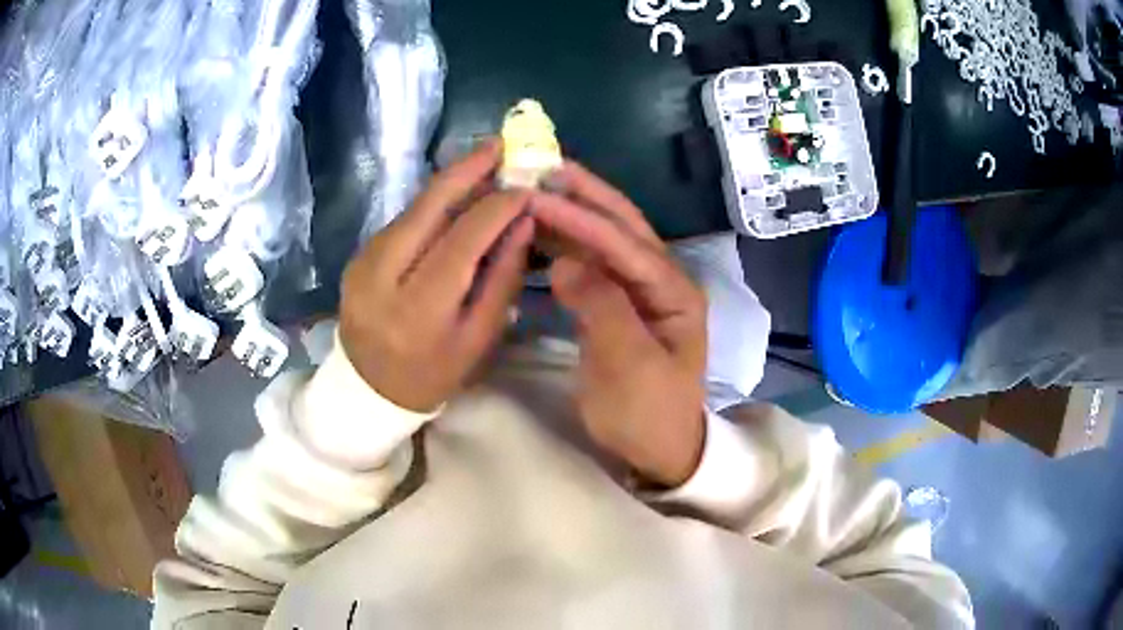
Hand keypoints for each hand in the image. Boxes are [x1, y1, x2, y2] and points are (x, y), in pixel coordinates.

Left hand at [340, 142, 533, 411]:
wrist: (367, 389)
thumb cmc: (433, 374)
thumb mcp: (478, 340)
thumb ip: (501, 280)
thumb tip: (522, 224)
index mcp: (419, 310)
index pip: (462, 241)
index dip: (495, 208)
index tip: (524, 186)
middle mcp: (383, 277)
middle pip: (428, 208)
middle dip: (467, 170)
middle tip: (500, 144)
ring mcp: (363, 263)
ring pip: (413, 208)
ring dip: (451, 181)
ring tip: (486, 162)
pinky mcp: (357, 256)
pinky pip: (402, 220)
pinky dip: (432, 204)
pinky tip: (457, 194)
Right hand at [532, 163, 707, 486]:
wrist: (658, 449)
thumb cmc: (648, 413)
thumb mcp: (629, 368)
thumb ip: (602, 309)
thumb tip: (565, 261)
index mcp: (674, 291)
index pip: (624, 243)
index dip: (580, 217)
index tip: (535, 195)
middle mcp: (661, 280)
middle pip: (622, 225)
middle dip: (583, 194)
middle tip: (542, 165)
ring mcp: (641, 290)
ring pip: (606, 239)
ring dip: (573, 212)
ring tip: (534, 188)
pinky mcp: (621, 303)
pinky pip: (594, 262)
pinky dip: (568, 242)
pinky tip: (541, 231)